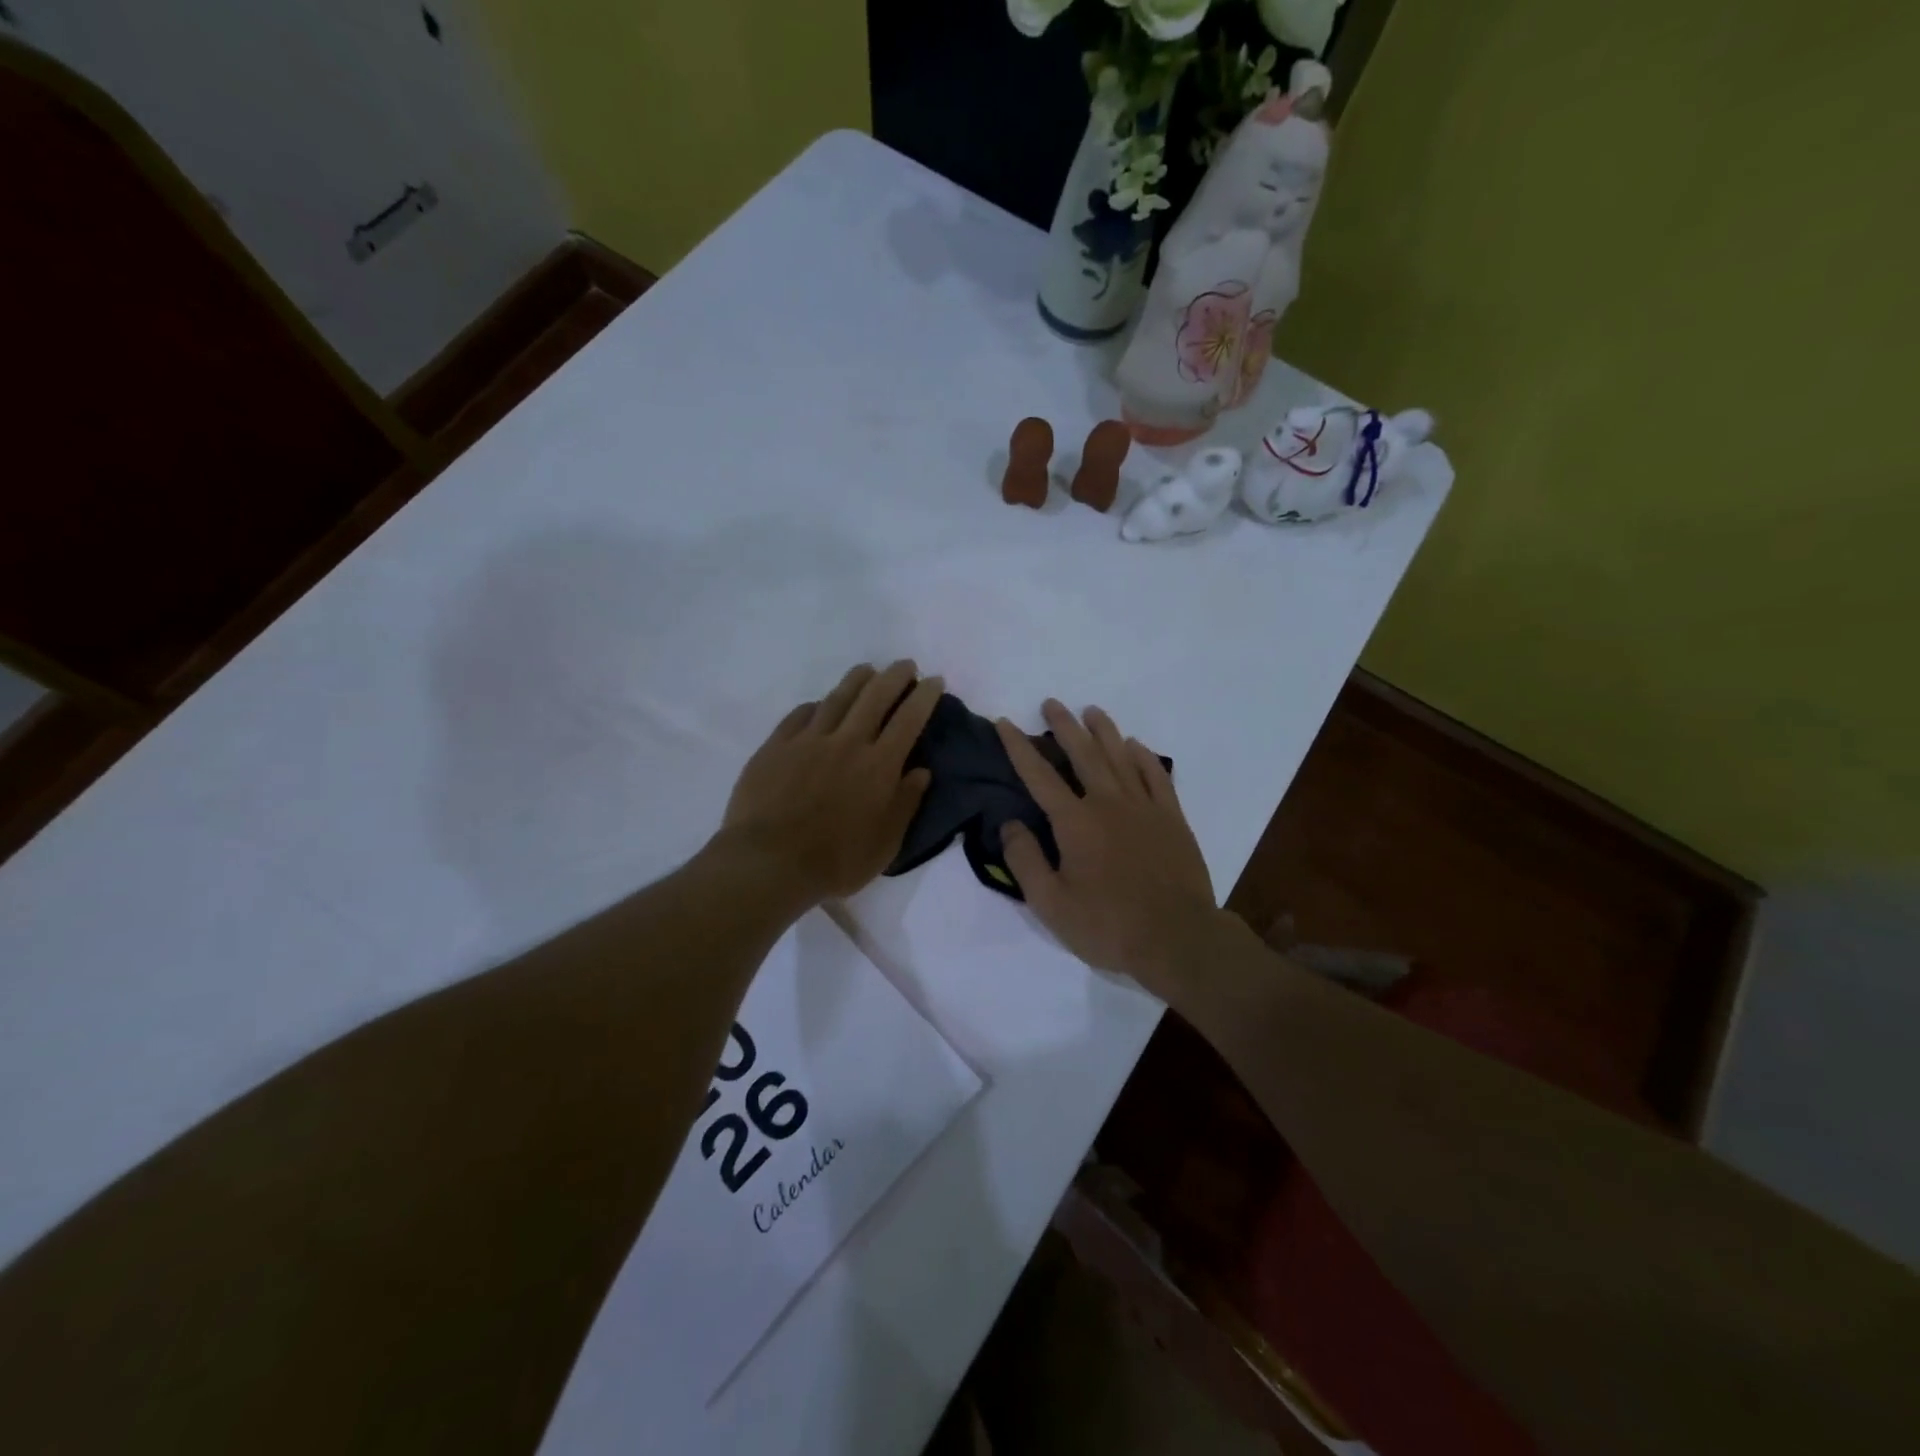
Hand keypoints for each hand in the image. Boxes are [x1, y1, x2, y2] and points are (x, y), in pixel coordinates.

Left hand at [720, 661, 941, 904]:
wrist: (769, 863)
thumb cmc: (835, 861)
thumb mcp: (885, 844)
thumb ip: (906, 803)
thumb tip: (921, 771)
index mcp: (879, 765)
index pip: (909, 719)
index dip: (924, 696)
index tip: (934, 680)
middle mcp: (847, 742)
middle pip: (875, 696)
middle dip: (895, 676)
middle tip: (905, 666)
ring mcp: (808, 740)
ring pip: (837, 698)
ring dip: (857, 679)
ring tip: (867, 670)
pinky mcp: (776, 746)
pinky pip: (800, 715)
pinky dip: (816, 705)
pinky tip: (819, 704)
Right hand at [995, 701, 1224, 995]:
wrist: (1177, 939)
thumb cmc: (1107, 926)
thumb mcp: (1050, 904)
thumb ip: (1025, 860)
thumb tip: (1009, 822)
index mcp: (1075, 822)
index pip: (1039, 775)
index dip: (1019, 746)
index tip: (1005, 722)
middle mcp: (1108, 803)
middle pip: (1083, 754)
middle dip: (1064, 726)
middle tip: (1051, 703)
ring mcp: (1144, 808)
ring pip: (1120, 757)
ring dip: (1104, 731)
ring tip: (1091, 711)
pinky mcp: (1172, 819)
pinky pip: (1156, 776)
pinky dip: (1143, 757)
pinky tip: (1135, 746)